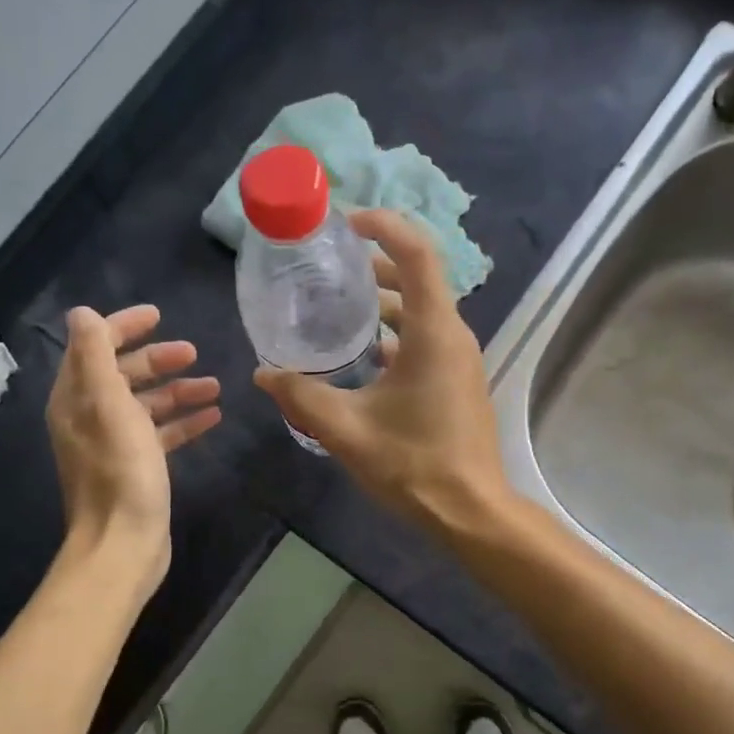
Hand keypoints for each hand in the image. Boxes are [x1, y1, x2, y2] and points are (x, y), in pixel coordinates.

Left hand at [47, 304, 221, 595]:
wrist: (123, 544)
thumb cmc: (120, 473)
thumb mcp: (108, 406)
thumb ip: (96, 356)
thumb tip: (82, 312)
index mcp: (76, 399)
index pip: (95, 347)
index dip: (124, 327)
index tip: (159, 316)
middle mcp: (90, 416)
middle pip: (124, 374)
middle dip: (158, 360)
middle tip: (193, 353)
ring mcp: (114, 443)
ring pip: (147, 404)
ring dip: (178, 391)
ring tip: (214, 386)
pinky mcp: (137, 467)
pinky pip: (161, 433)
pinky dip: (183, 422)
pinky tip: (213, 418)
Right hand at [254, 211, 511, 536]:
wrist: (470, 511)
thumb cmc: (413, 464)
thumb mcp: (346, 429)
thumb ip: (301, 397)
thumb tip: (263, 374)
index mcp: (433, 333)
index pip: (417, 254)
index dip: (384, 226)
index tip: (346, 222)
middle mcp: (453, 336)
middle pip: (417, 278)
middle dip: (374, 264)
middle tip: (329, 266)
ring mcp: (459, 359)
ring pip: (421, 311)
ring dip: (383, 302)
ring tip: (337, 308)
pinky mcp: (457, 381)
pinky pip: (425, 339)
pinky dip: (394, 334)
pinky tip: (361, 358)